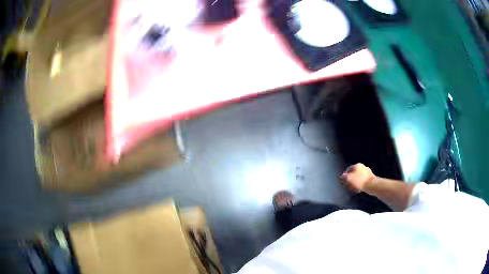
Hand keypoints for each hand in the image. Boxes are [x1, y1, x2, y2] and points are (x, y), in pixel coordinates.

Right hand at [339, 163, 375, 192]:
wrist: (371, 185)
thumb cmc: (359, 181)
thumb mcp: (349, 179)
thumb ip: (344, 177)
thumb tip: (342, 176)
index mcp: (357, 165)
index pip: (348, 169)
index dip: (345, 175)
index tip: (343, 181)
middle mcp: (363, 167)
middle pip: (354, 173)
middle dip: (350, 180)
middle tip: (348, 185)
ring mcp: (367, 172)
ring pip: (358, 177)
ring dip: (355, 183)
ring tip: (353, 189)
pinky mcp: (371, 177)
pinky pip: (363, 180)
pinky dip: (360, 184)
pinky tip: (359, 189)